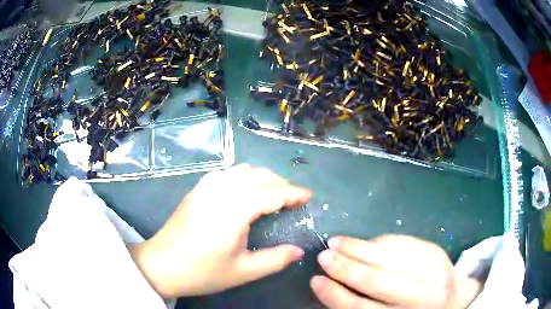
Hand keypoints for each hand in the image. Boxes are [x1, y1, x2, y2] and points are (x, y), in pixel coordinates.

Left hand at [130, 164, 310, 297]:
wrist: (162, 265)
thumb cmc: (203, 271)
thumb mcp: (244, 271)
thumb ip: (275, 259)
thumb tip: (299, 250)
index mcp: (235, 209)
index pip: (273, 192)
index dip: (294, 193)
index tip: (309, 196)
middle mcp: (221, 189)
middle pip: (261, 176)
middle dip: (282, 184)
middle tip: (293, 200)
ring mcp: (206, 186)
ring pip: (244, 170)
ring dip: (263, 178)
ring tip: (273, 195)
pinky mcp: (197, 188)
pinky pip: (227, 173)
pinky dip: (244, 177)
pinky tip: (245, 191)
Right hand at [311, 235, 481, 308]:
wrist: (451, 299)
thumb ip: (365, 305)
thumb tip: (334, 285)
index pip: (360, 308)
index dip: (334, 295)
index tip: (315, 281)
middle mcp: (417, 295)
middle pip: (375, 280)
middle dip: (345, 267)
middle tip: (323, 255)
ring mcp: (430, 269)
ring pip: (388, 257)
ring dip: (359, 248)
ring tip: (336, 241)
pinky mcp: (434, 251)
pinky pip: (402, 243)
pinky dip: (379, 241)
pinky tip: (364, 241)